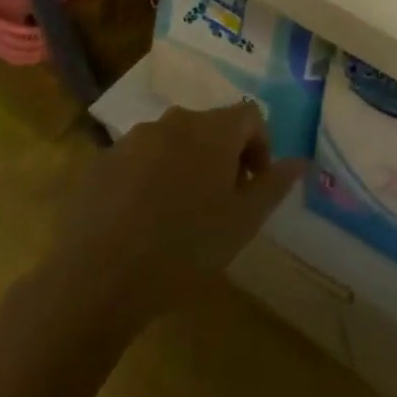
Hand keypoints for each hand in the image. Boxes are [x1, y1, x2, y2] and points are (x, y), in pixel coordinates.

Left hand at [32, 103, 302, 337]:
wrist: (96, 280)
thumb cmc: (184, 248)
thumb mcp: (243, 222)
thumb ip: (274, 185)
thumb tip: (300, 161)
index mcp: (212, 130)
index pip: (250, 115)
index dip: (260, 146)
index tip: (253, 186)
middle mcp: (174, 121)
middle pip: (211, 126)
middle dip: (223, 156)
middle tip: (221, 202)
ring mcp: (133, 139)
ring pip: (174, 141)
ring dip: (187, 165)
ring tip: (180, 213)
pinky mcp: (101, 162)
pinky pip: (140, 159)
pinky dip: (151, 177)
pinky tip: (143, 220)